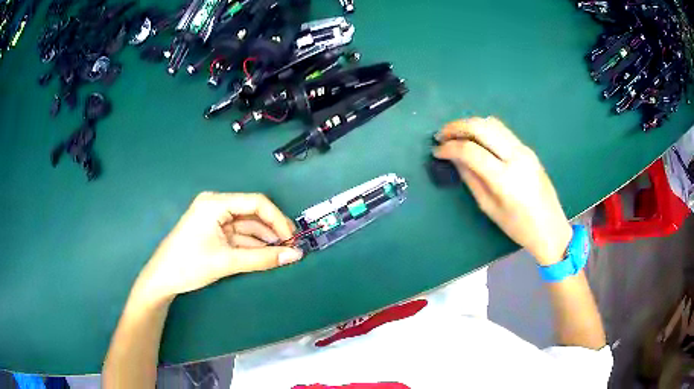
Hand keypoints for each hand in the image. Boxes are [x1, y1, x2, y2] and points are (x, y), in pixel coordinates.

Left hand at [136, 192, 303, 302]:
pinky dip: (253, 246)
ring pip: (247, 226)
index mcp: (216, 203)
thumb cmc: (189, 265)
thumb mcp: (228, 261)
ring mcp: (214, 219)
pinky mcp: (214, 232)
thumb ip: (263, 258)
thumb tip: (295, 256)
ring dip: (264, 240)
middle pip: (252, 214)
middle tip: (291, 248)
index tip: (292, 239)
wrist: (162, 279)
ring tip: (282, 254)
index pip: (256, 202)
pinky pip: (238, 236)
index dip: (278, 219)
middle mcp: (216, 205)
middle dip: (272, 231)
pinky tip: (267, 255)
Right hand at [434, 117, 572, 265]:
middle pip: (481, 127)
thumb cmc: (518, 227)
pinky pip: (502, 130)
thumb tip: (454, 159)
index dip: (449, 148)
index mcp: (505, 179)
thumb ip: (471, 179)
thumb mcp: (490, 208)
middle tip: (441, 135)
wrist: (551, 227)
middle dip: (456, 127)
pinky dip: (484, 129)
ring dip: (470, 124)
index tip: (437, 151)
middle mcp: (516, 157)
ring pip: (492, 123)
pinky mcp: (528, 149)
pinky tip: (475, 138)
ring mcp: (524, 149)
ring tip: (455, 134)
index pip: (471, 151)